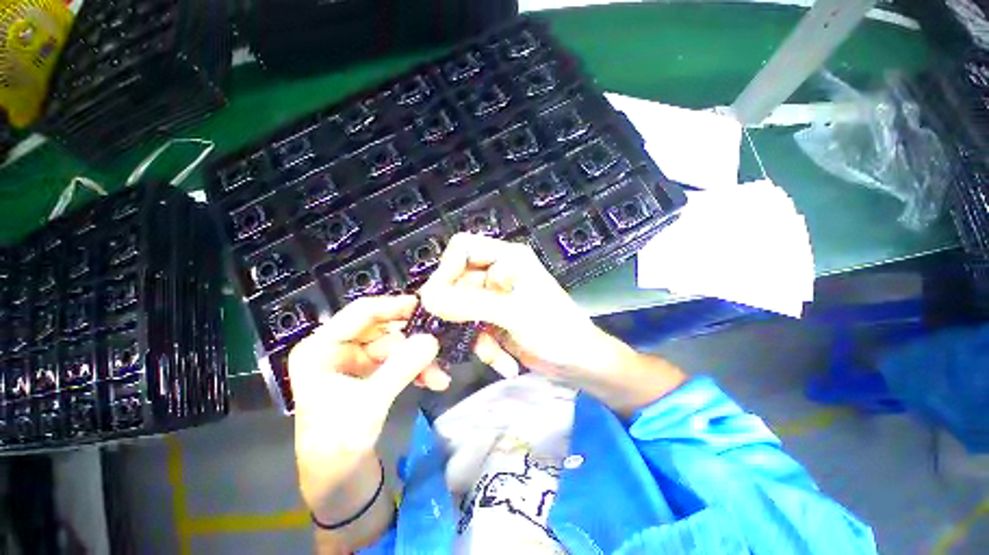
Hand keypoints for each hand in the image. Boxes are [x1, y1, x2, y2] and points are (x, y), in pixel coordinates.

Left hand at [288, 295, 441, 521]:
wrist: (337, 481)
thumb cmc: (337, 444)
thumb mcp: (369, 405)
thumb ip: (401, 369)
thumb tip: (433, 340)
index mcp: (321, 349)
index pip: (361, 313)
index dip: (393, 306)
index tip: (424, 305)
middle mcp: (339, 349)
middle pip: (384, 331)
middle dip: (413, 343)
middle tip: (439, 347)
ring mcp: (357, 361)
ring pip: (397, 348)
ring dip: (419, 360)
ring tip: (439, 378)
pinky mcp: (371, 373)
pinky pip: (399, 361)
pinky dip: (416, 369)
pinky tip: (432, 381)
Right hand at [420, 233, 684, 415]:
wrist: (579, 362)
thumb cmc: (555, 329)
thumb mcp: (514, 314)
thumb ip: (471, 304)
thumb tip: (428, 298)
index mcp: (508, 258)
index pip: (463, 247)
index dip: (447, 269)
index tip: (439, 299)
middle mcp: (499, 273)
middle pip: (457, 282)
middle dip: (460, 314)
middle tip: (461, 333)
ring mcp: (495, 297)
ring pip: (462, 309)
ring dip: (474, 336)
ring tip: (492, 354)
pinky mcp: (494, 319)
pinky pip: (472, 327)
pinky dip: (484, 347)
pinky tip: (503, 362)